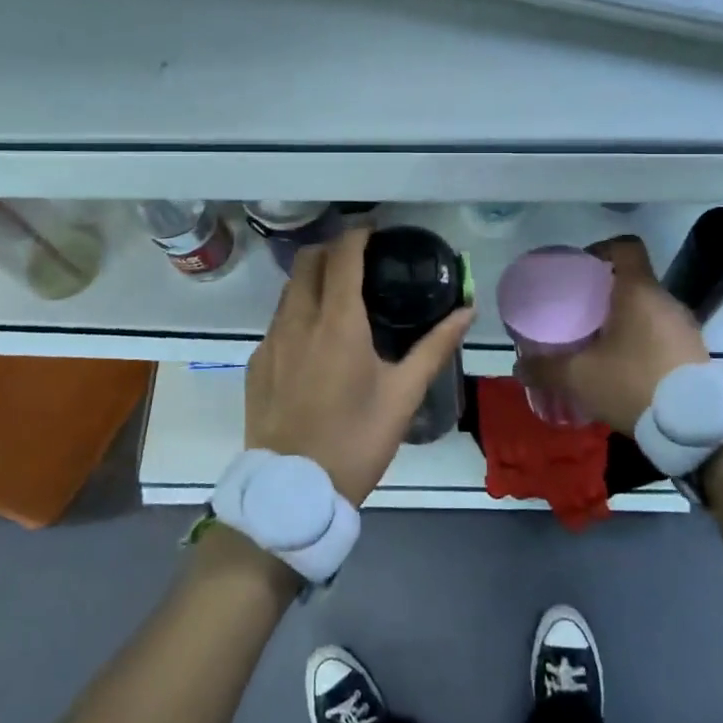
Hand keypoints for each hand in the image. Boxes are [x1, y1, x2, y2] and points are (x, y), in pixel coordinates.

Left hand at [245, 226, 474, 506]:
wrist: (293, 491)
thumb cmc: (356, 440)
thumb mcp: (404, 395)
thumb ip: (435, 347)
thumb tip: (466, 310)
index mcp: (337, 322)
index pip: (342, 255)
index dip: (358, 235)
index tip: (375, 231)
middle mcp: (297, 320)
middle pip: (307, 261)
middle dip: (331, 249)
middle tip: (359, 260)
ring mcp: (270, 342)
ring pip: (288, 290)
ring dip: (312, 279)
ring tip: (340, 296)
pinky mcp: (256, 364)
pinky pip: (277, 322)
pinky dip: (297, 312)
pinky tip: (315, 341)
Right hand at [513, 236, 707, 433]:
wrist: (696, 429)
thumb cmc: (633, 384)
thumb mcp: (579, 377)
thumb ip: (545, 368)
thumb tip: (519, 367)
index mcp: (639, 291)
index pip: (626, 246)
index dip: (602, 249)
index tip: (581, 269)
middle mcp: (666, 301)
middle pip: (635, 280)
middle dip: (606, 292)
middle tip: (581, 312)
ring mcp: (686, 327)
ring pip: (649, 309)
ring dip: (626, 319)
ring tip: (600, 344)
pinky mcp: (696, 353)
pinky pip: (663, 334)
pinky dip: (643, 341)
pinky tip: (626, 368)